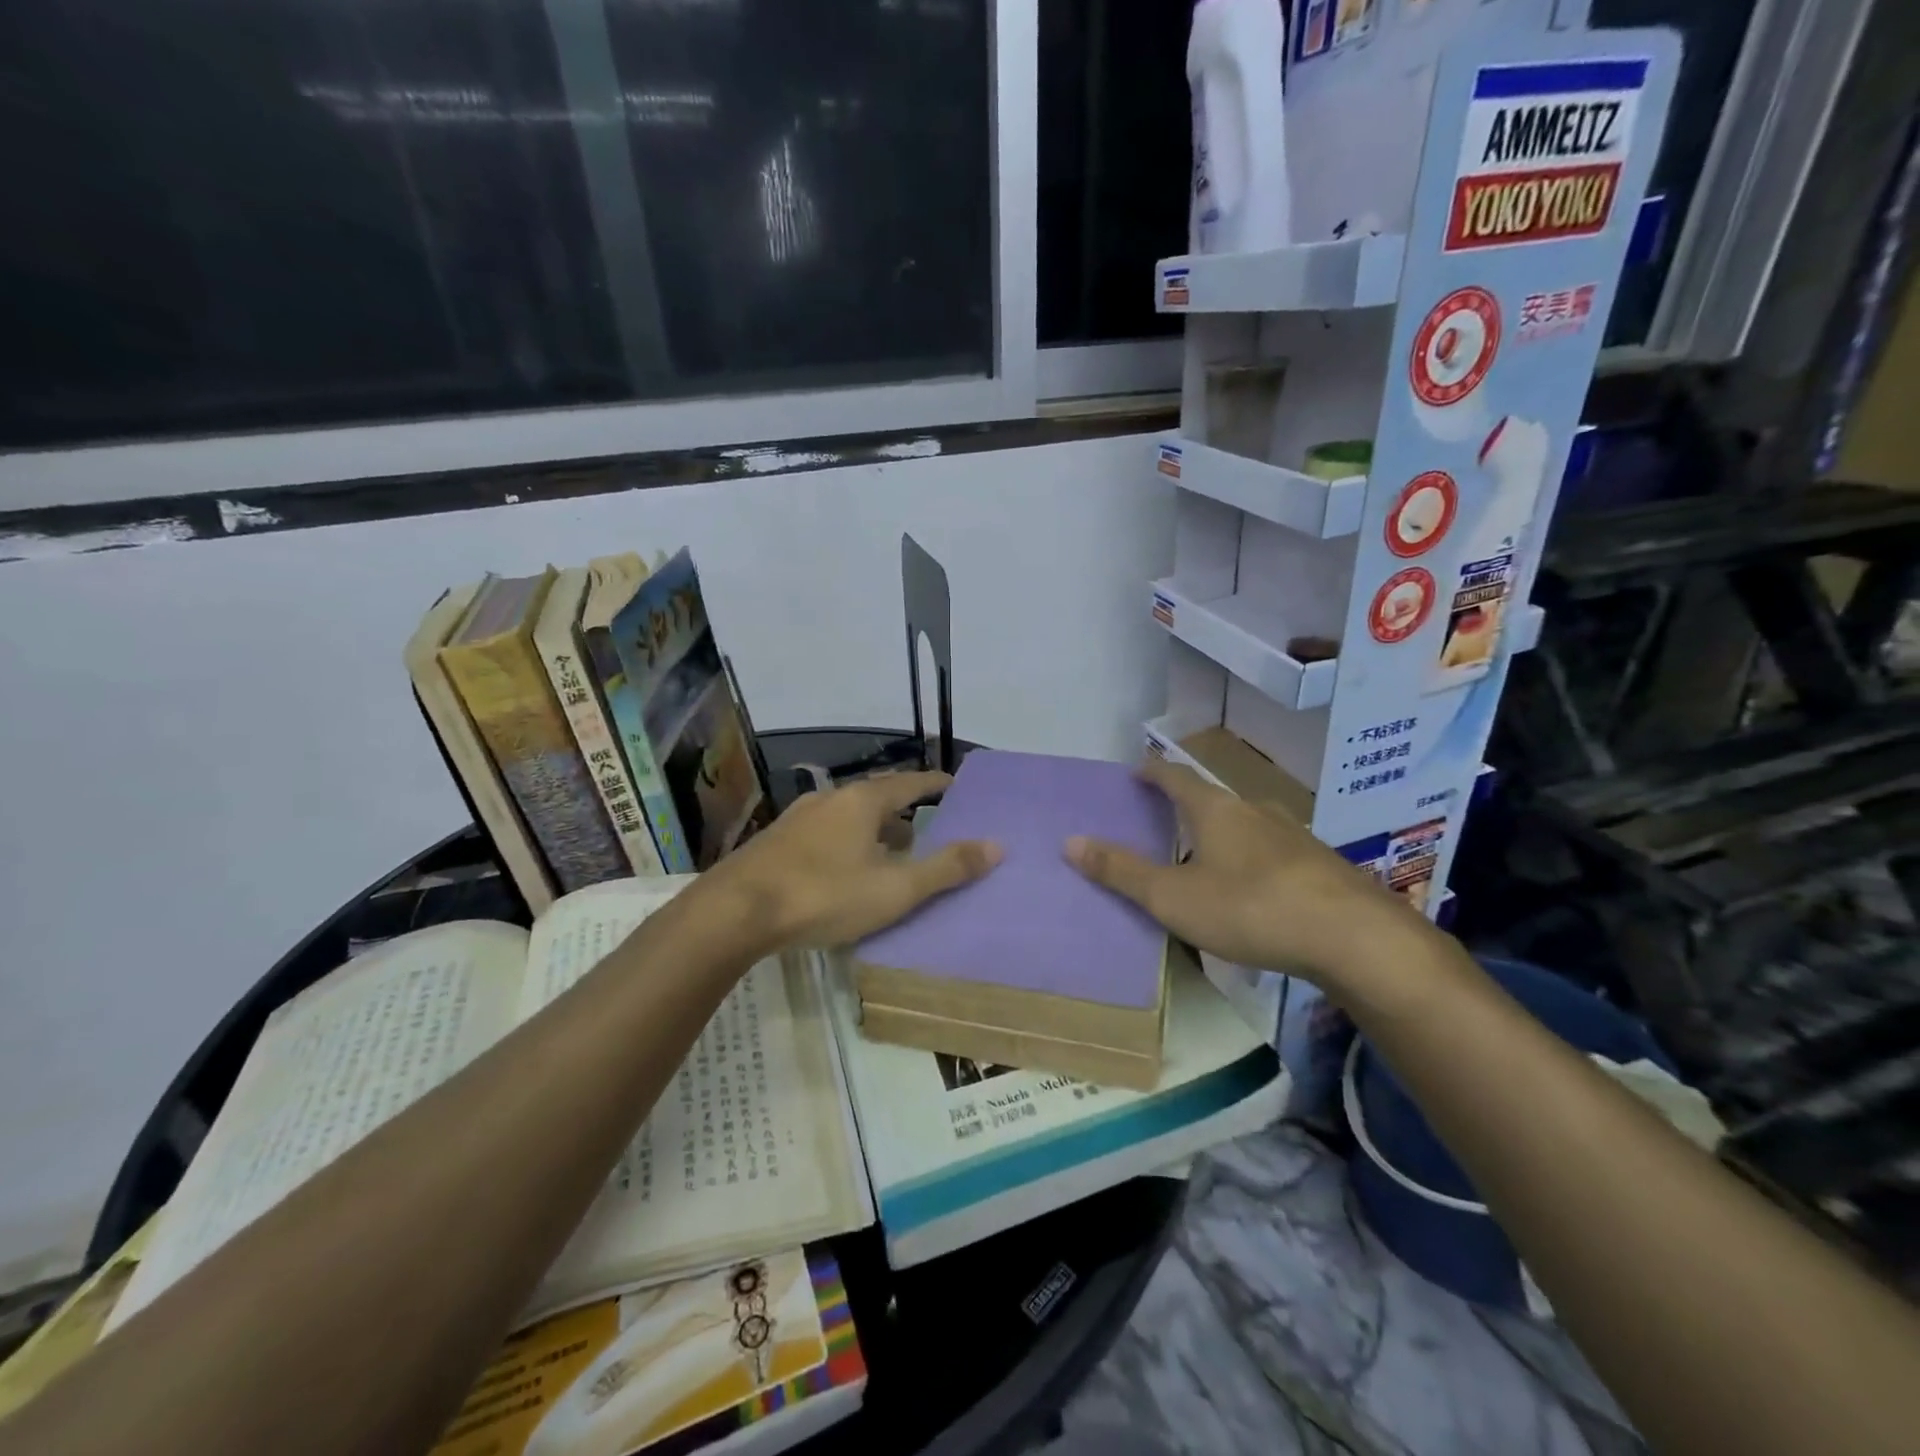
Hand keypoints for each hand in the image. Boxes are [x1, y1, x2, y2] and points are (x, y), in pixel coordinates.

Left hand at [711, 771, 1000, 949]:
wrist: (735, 912)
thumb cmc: (824, 895)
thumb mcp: (895, 888)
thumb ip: (947, 868)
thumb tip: (997, 845)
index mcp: (862, 802)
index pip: (909, 783)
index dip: (935, 785)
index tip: (954, 785)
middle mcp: (829, 800)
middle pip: (877, 798)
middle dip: (903, 812)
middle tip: (926, 828)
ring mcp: (798, 820)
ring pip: (848, 818)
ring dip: (873, 830)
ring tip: (890, 853)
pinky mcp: (775, 843)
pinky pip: (825, 834)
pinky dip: (847, 844)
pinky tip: (845, 871)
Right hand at [1065, 760, 1418, 985]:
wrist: (1354, 937)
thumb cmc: (1250, 907)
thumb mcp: (1173, 896)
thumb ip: (1121, 871)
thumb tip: (1070, 841)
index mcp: (1215, 810)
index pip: (1175, 777)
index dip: (1152, 772)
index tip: (1136, 769)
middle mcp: (1255, 811)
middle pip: (1212, 800)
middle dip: (1186, 807)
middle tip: (1163, 821)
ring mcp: (1294, 836)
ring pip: (1246, 826)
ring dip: (1221, 835)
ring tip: (1205, 858)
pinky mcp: (1320, 865)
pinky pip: (1272, 853)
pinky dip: (1251, 861)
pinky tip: (1253, 891)